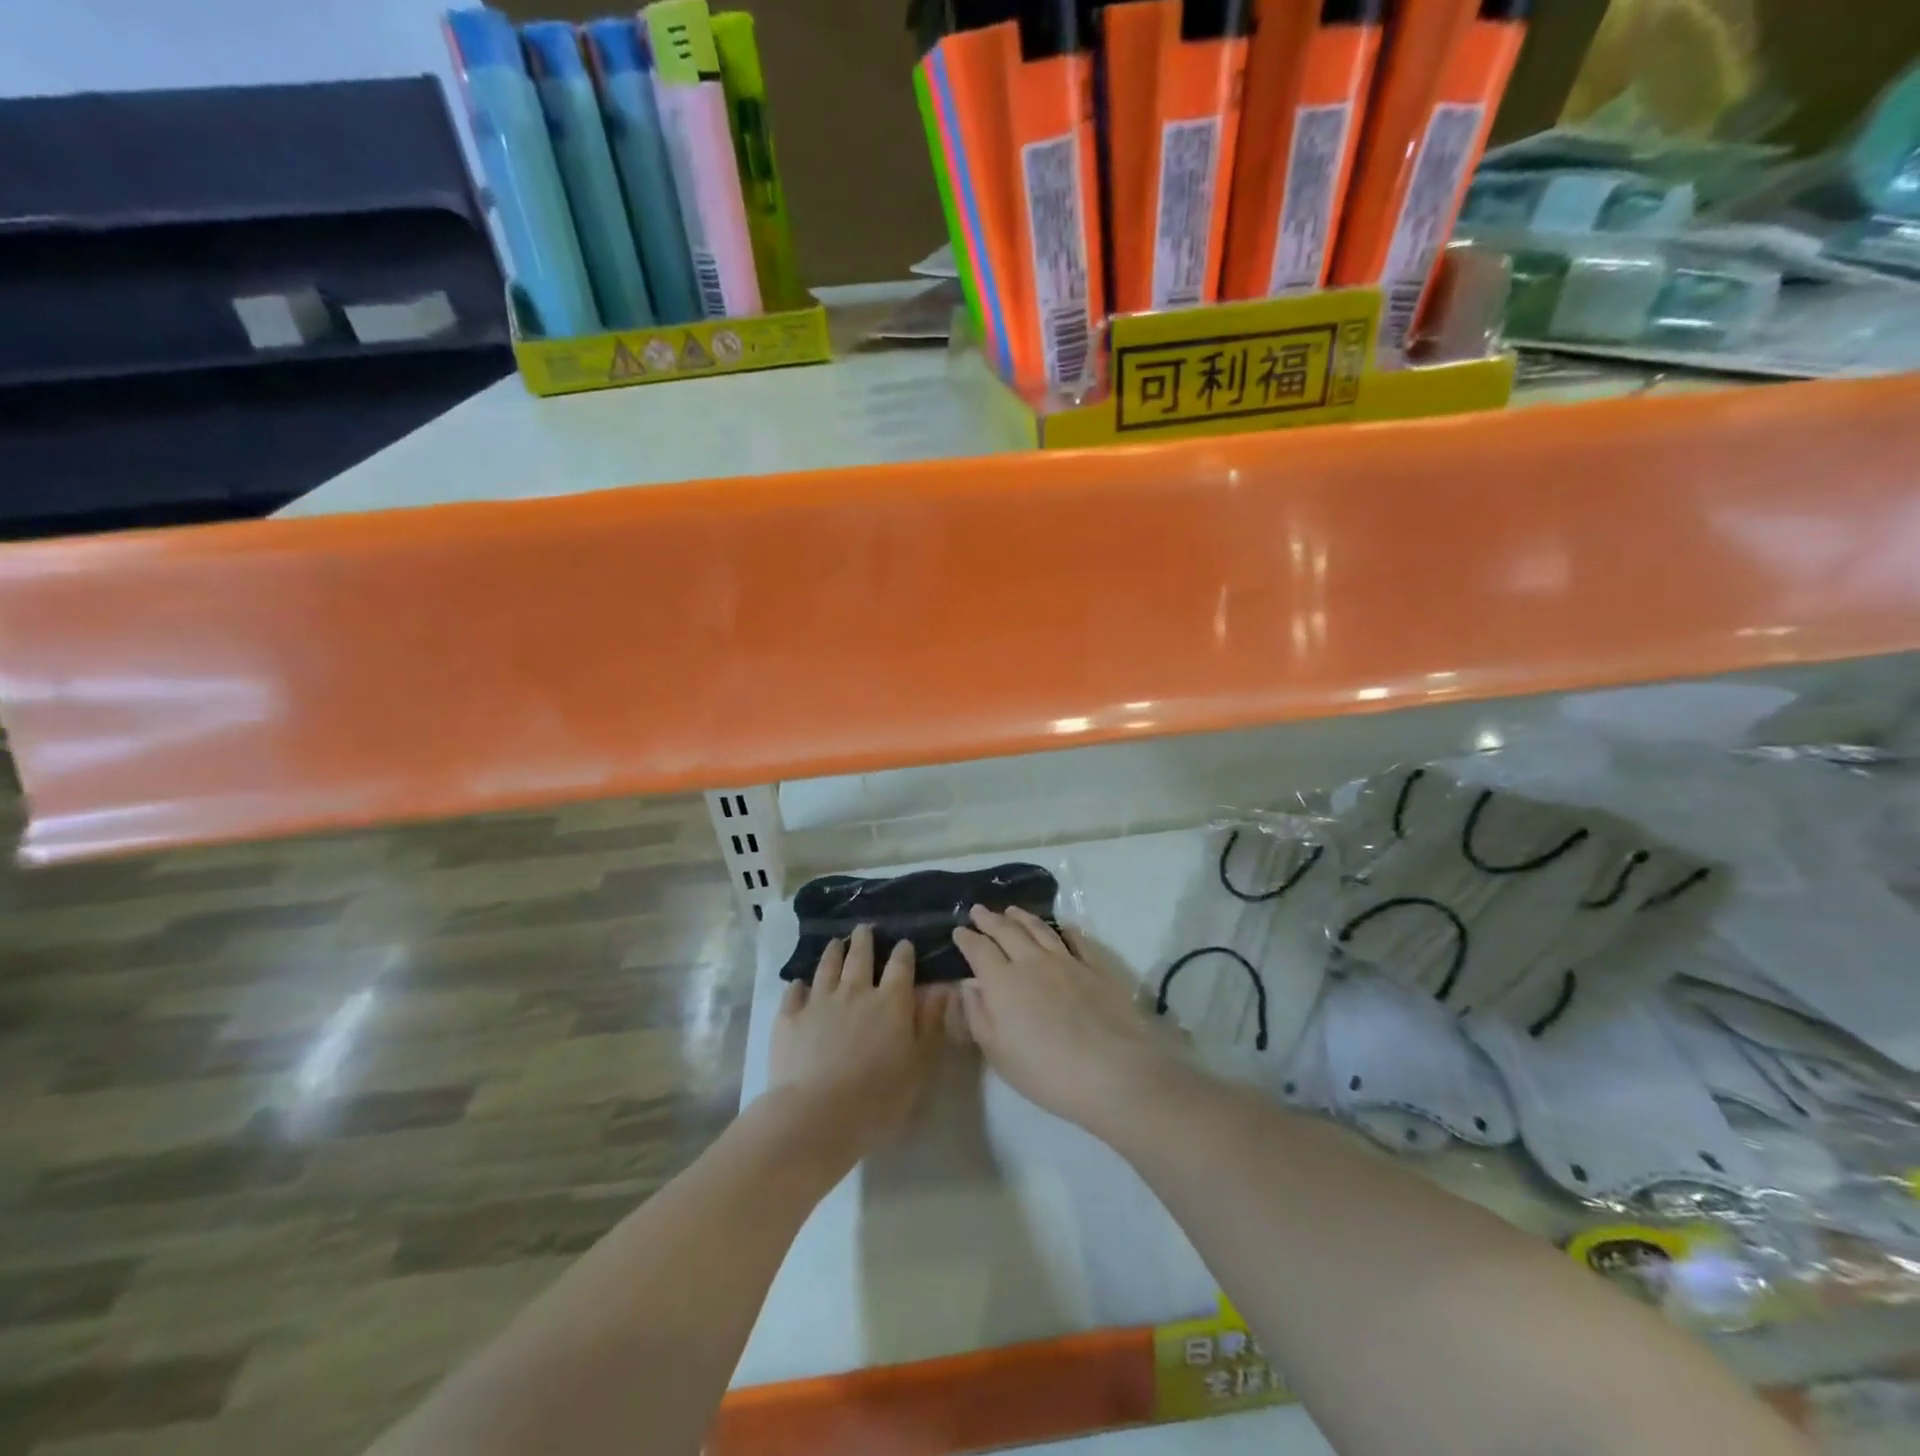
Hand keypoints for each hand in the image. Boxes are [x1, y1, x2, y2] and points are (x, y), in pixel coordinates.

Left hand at [768, 925, 949, 1162]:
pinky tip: (799, 984)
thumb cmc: (879, 1095)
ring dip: (833, 953)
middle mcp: (855, 991)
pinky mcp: (790, 1017)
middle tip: (864, 929)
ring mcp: (819, 1001)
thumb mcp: (919, 1064)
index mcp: (891, 1001)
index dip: (903, 952)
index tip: (904, 944)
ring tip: (835, 943)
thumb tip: (943, 990)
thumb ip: (931, 1024)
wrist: (817, 1113)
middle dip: (864, 941)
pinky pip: (794, 993)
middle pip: (860, 957)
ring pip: (827, 967)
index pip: (900, 966)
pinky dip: (798, 986)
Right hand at [953, 905, 1176, 1133]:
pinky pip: (1076, 939)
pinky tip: (1061, 926)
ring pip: (1039, 929)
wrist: (1112, 1070)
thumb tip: (969, 985)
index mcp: (1002, 982)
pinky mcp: (1095, 968)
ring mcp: (1066, 961)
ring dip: (1022, 917)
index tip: (959, 930)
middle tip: (978, 910)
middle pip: (1006, 931)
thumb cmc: (1046, 1072)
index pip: (979, 950)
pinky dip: (1064, 929)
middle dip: (989, 919)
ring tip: (1011, 910)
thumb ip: (979, 1016)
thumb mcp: (999, 1054)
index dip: (967, 938)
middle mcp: (1032, 962)